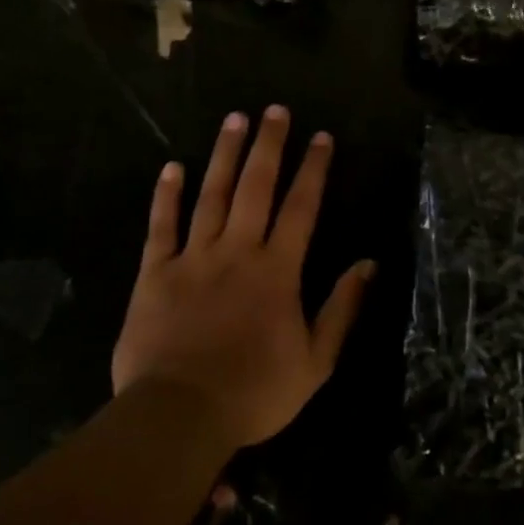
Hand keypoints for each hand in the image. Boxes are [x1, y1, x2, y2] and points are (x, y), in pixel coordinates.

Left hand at [113, 106, 374, 451]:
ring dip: (224, 155)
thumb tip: (368, 264)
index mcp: (277, 270)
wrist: (180, 414)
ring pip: (211, 194)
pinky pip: (161, 226)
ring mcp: (193, 258)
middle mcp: (237, 251)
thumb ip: (341, 309)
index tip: (321, 137)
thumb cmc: (254, 392)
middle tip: (275, 110)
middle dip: (268, 145)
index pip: (301, 207)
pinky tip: (173, 167)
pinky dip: (166, 195)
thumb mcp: (316, 361)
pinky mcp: (155, 272)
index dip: (313, 169)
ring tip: (233, 119)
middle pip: (256, 187)